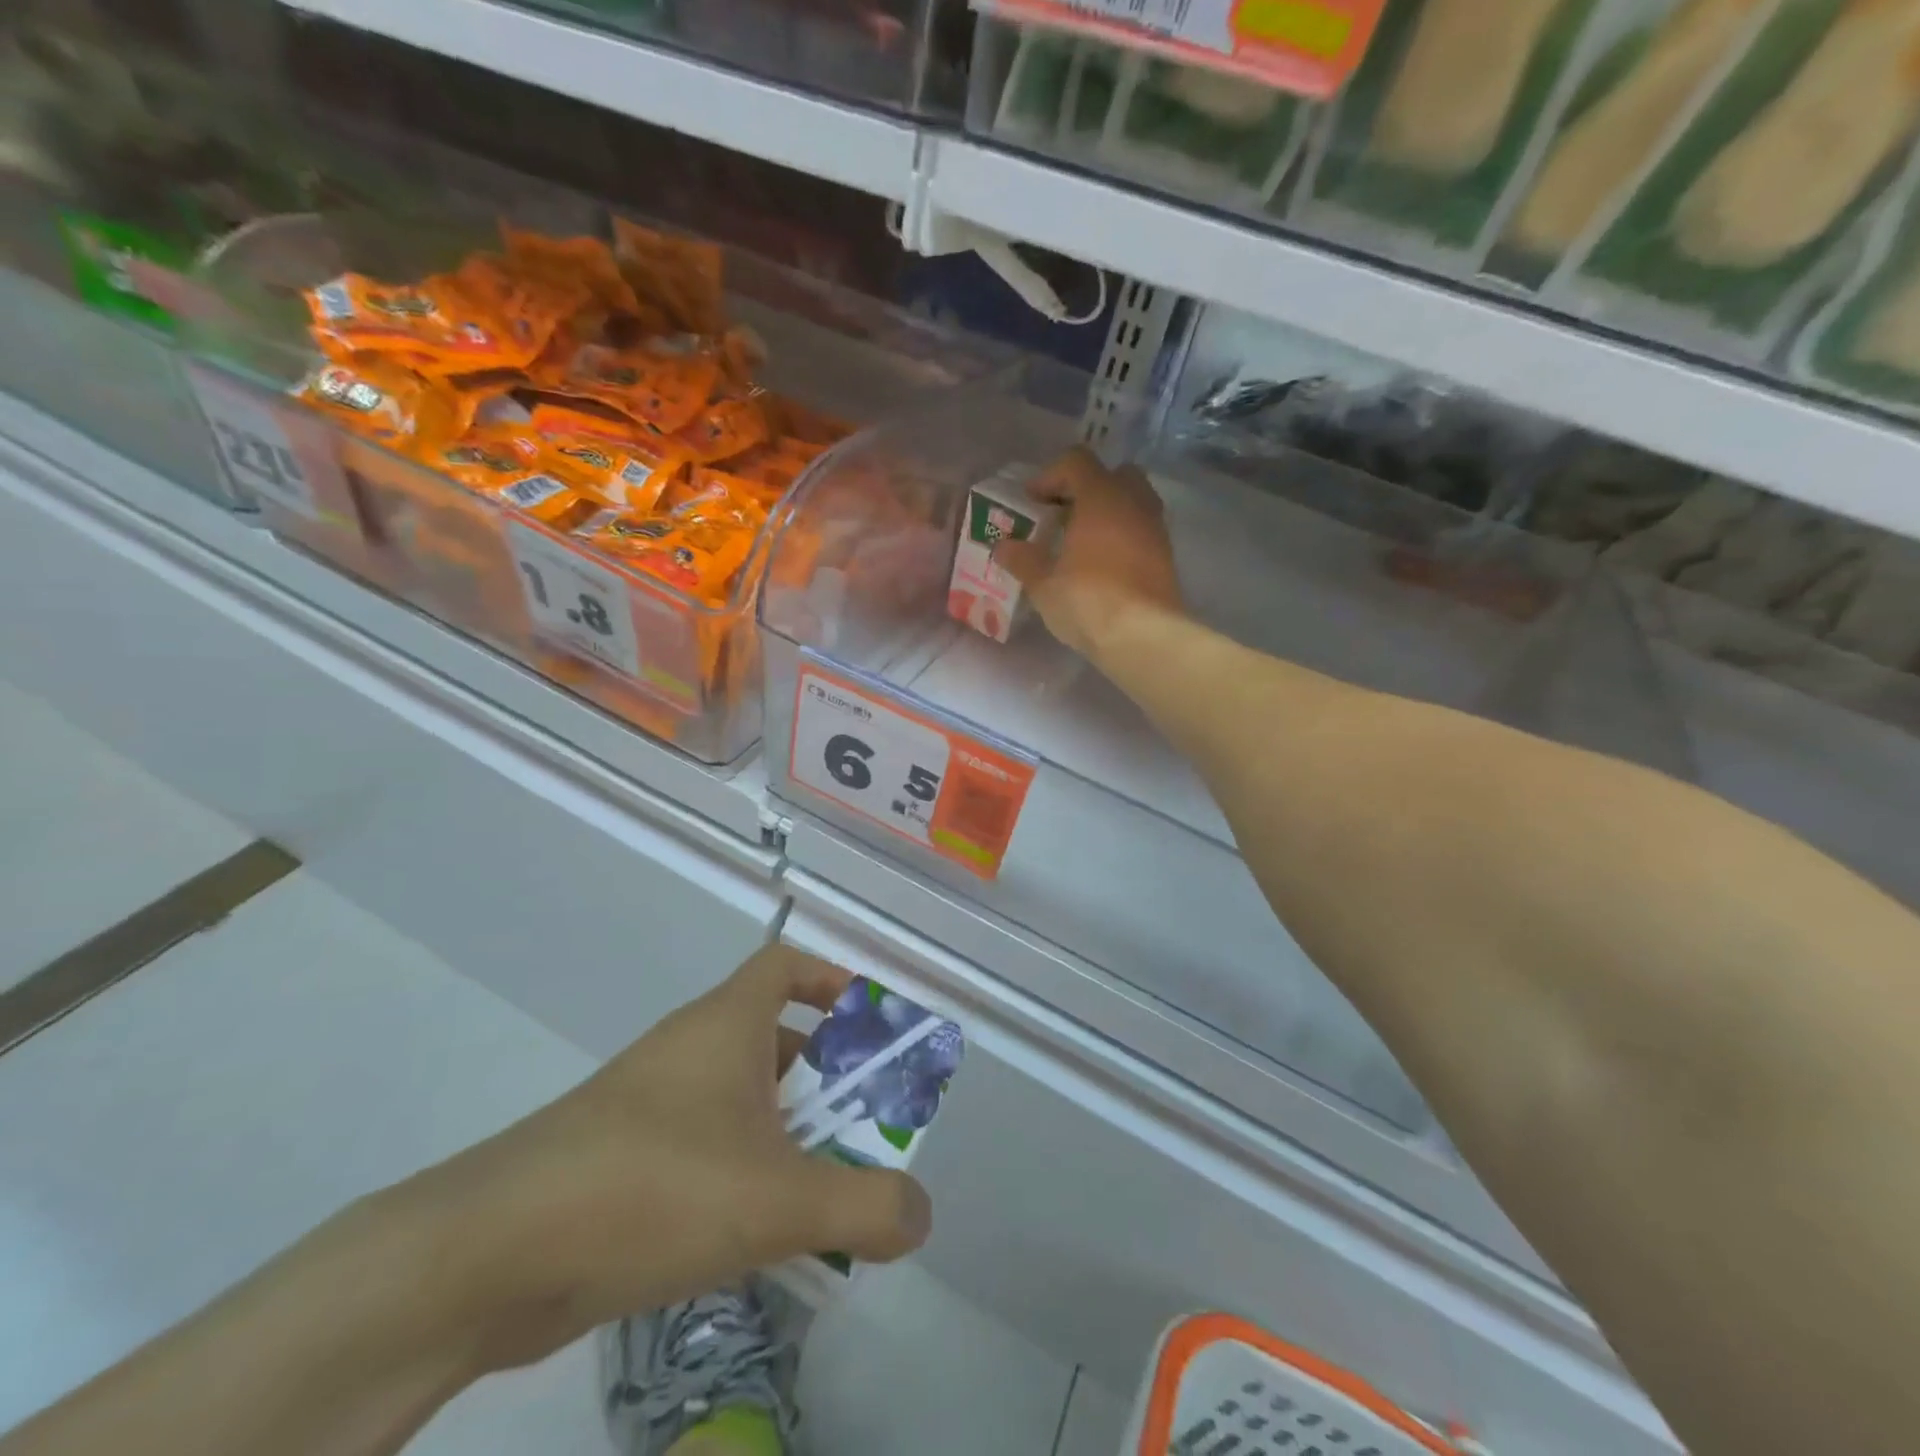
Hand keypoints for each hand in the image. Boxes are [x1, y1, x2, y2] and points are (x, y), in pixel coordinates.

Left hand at [388, 946, 931, 1372]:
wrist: (488, 1254)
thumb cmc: (652, 1186)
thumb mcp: (779, 1199)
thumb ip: (865, 1205)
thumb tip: (919, 1213)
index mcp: (727, 1024)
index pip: (784, 965)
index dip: (832, 981)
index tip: (869, 1027)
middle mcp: (689, 1050)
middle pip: (774, 1038)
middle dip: (826, 1079)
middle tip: (866, 1130)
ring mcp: (650, 1104)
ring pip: (739, 1101)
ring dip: (786, 1135)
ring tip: (824, 1191)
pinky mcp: (620, 1160)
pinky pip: (704, 1148)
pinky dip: (741, 1173)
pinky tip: (757, 1235)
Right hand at [993, 447, 1184, 659]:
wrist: (1143, 636)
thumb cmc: (1087, 601)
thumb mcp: (1043, 584)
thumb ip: (1023, 560)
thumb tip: (1004, 547)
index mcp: (1101, 497)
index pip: (1076, 462)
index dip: (1050, 476)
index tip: (1032, 501)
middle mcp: (1134, 502)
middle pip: (1113, 475)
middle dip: (1087, 488)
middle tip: (1063, 515)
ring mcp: (1155, 528)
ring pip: (1133, 502)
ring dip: (1108, 513)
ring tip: (1082, 542)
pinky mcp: (1166, 556)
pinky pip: (1142, 530)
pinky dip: (1123, 536)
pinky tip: (1103, 565)